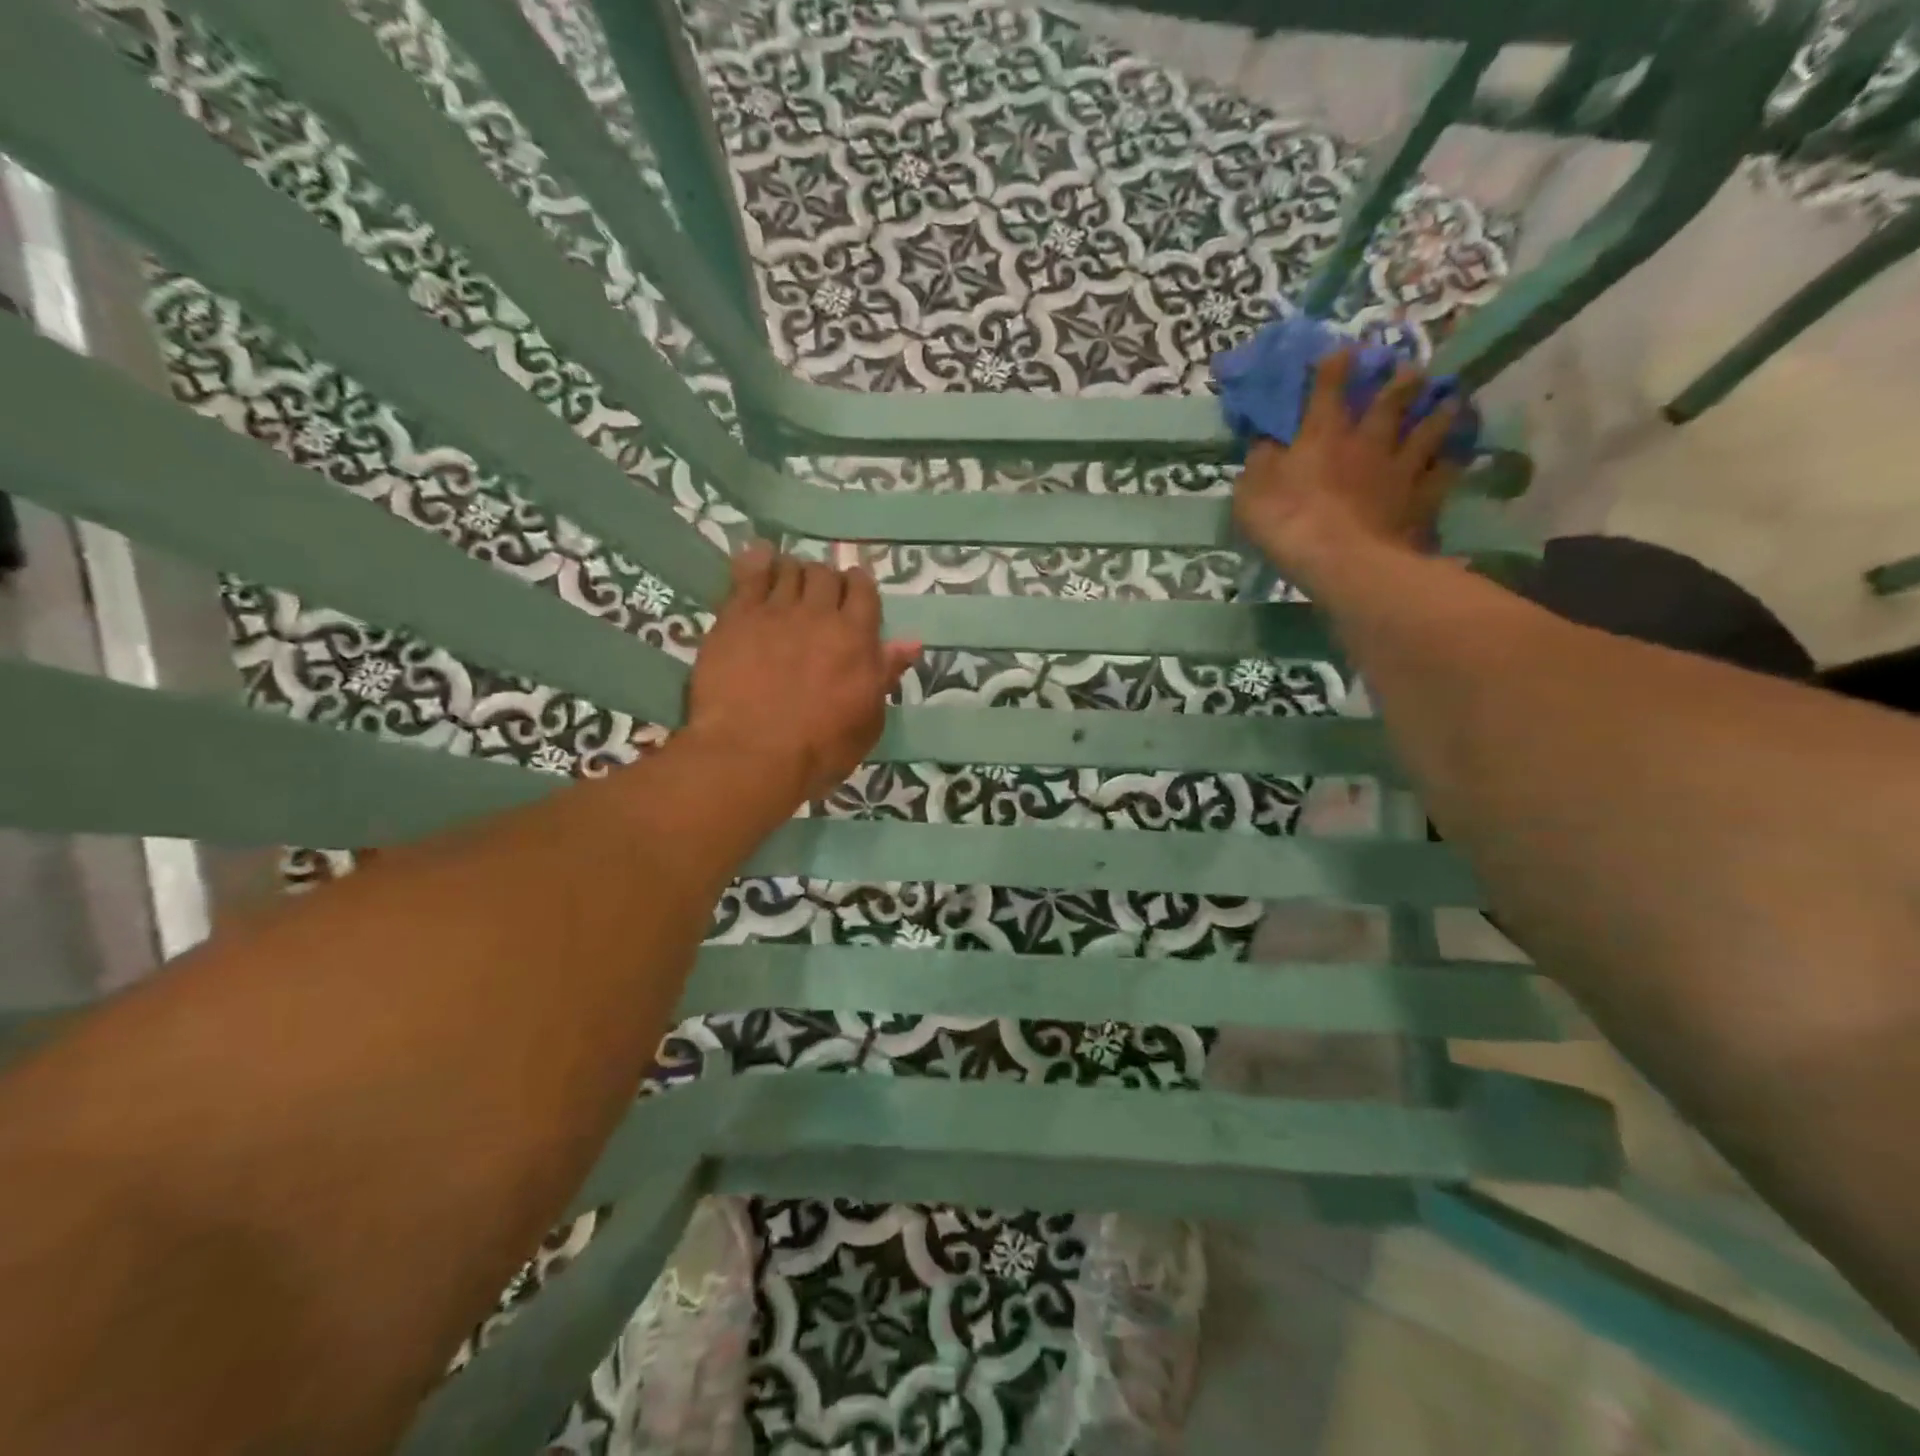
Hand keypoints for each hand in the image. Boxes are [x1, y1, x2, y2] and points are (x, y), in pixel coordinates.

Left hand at [686, 544, 919, 802]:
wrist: (751, 754)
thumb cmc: (819, 748)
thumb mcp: (868, 720)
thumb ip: (885, 674)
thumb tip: (910, 643)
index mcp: (856, 637)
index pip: (864, 591)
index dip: (859, 587)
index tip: (853, 594)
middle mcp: (818, 614)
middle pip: (826, 575)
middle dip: (826, 580)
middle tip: (819, 597)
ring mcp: (775, 611)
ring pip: (789, 570)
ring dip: (794, 572)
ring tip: (789, 584)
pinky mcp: (736, 617)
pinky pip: (749, 574)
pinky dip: (758, 563)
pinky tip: (759, 560)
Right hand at [1232, 349, 1460, 588]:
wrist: (1340, 560)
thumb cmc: (1286, 522)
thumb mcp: (1252, 491)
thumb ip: (1261, 461)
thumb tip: (1266, 440)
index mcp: (1323, 434)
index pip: (1329, 386)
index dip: (1335, 365)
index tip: (1342, 351)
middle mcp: (1368, 439)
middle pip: (1392, 399)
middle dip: (1401, 379)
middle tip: (1411, 368)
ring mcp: (1401, 467)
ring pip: (1429, 428)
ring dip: (1439, 411)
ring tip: (1450, 399)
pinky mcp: (1422, 497)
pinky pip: (1445, 471)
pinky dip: (1453, 459)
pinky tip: (1459, 454)